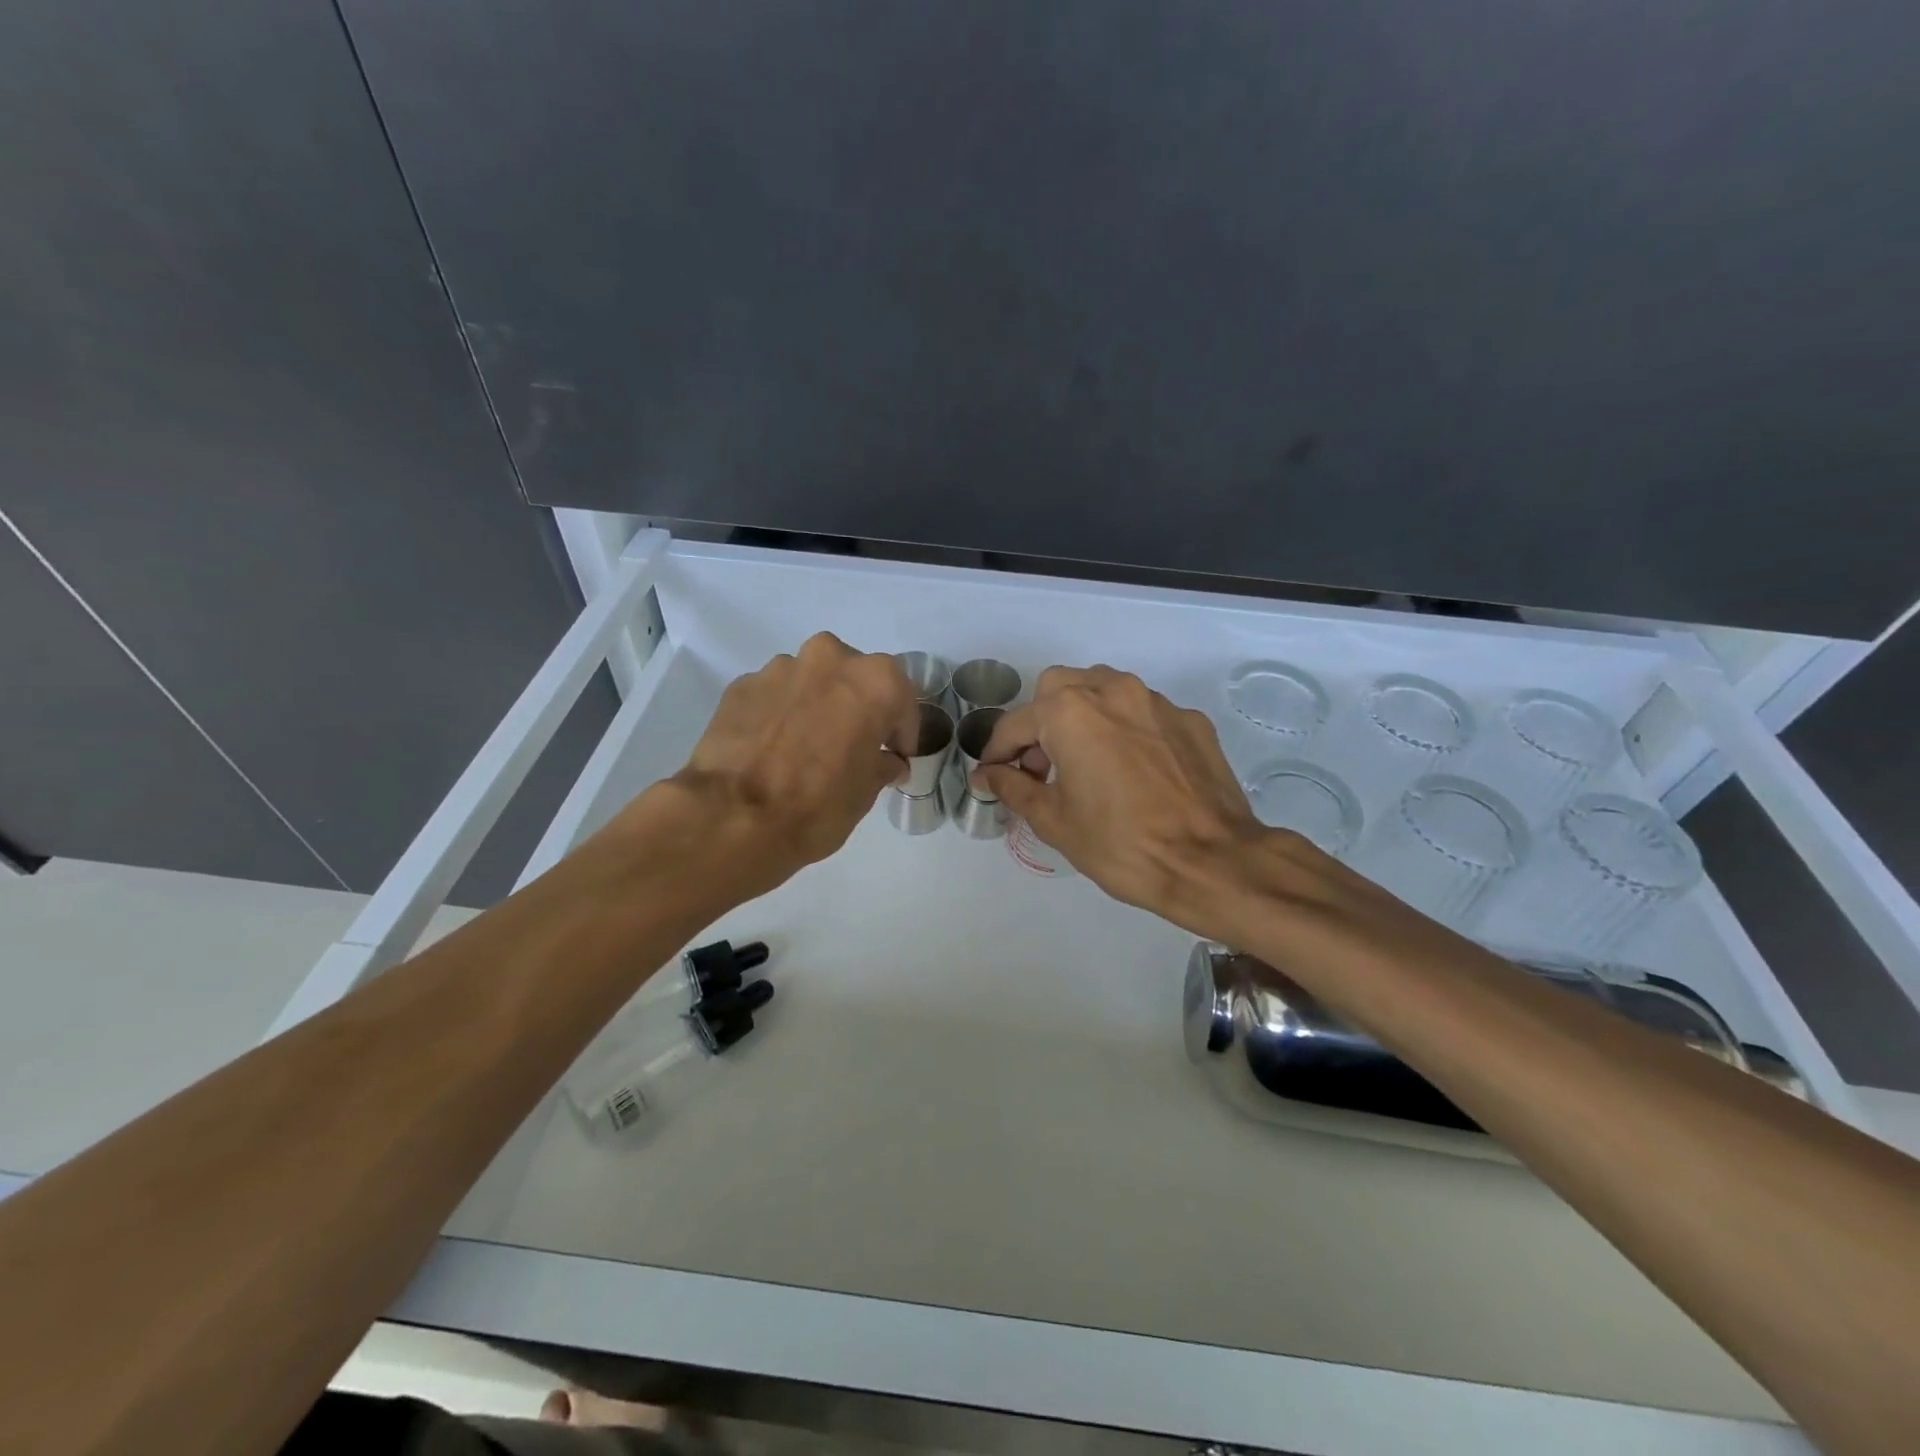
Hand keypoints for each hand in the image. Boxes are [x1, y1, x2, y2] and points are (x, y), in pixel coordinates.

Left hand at [647, 633, 917, 892]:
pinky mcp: (741, 685)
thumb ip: (881, 765)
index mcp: (874, 681)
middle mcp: (829, 659)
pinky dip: (781, 713)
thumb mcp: (865, 793)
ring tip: (806, 746)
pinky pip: (775, 695)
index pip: (902, 701)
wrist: (732, 817)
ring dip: (816, 705)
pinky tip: (773, 747)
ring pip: (811, 681)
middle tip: (852, 744)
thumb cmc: (818, 805)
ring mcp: (780, 668)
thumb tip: (886, 761)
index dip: (901, 731)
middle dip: (857, 706)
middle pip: (855, 678)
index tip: (896, 756)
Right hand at [974, 666, 1289, 931]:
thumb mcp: (1054, 820)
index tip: (992, 775)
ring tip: (1085, 762)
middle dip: (1040, 721)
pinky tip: (1132, 770)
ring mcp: (1156, 701)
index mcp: (1070, 711)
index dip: (997, 752)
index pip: (1016, 723)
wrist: (1212, 862)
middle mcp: (1112, 690)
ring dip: (1082, 717)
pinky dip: (1124, 729)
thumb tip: (988, 774)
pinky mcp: (1190, 719)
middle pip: (1058, 688)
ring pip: (1103, 690)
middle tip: (1040, 766)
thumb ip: (1013, 787)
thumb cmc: (1120, 844)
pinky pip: (1142, 712)